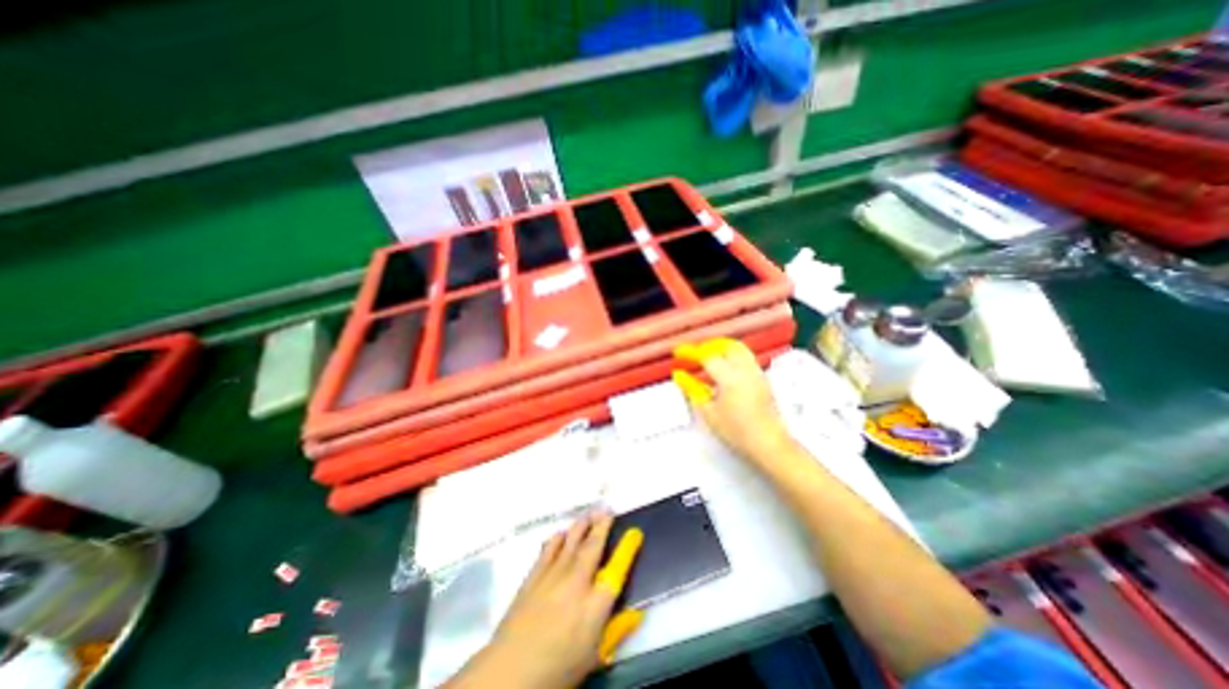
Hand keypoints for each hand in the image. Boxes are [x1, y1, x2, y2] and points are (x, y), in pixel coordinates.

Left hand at [451, 510, 643, 687]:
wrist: (510, 671)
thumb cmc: (557, 668)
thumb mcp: (593, 657)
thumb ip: (616, 631)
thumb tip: (636, 613)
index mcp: (594, 605)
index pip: (617, 570)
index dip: (627, 549)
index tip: (635, 532)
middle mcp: (576, 583)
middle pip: (592, 547)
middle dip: (602, 526)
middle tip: (608, 509)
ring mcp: (553, 576)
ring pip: (571, 542)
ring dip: (581, 526)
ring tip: (589, 514)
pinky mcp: (534, 576)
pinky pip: (548, 550)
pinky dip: (557, 540)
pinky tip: (561, 534)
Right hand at [671, 335, 797, 465]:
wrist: (768, 443)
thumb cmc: (736, 431)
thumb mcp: (709, 412)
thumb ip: (692, 390)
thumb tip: (680, 375)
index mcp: (729, 377)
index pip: (707, 356)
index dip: (690, 352)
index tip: (678, 353)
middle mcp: (745, 369)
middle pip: (725, 346)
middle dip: (707, 346)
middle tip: (694, 354)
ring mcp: (756, 372)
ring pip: (738, 348)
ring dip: (720, 348)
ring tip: (708, 357)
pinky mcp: (762, 378)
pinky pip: (745, 357)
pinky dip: (731, 355)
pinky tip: (724, 368)